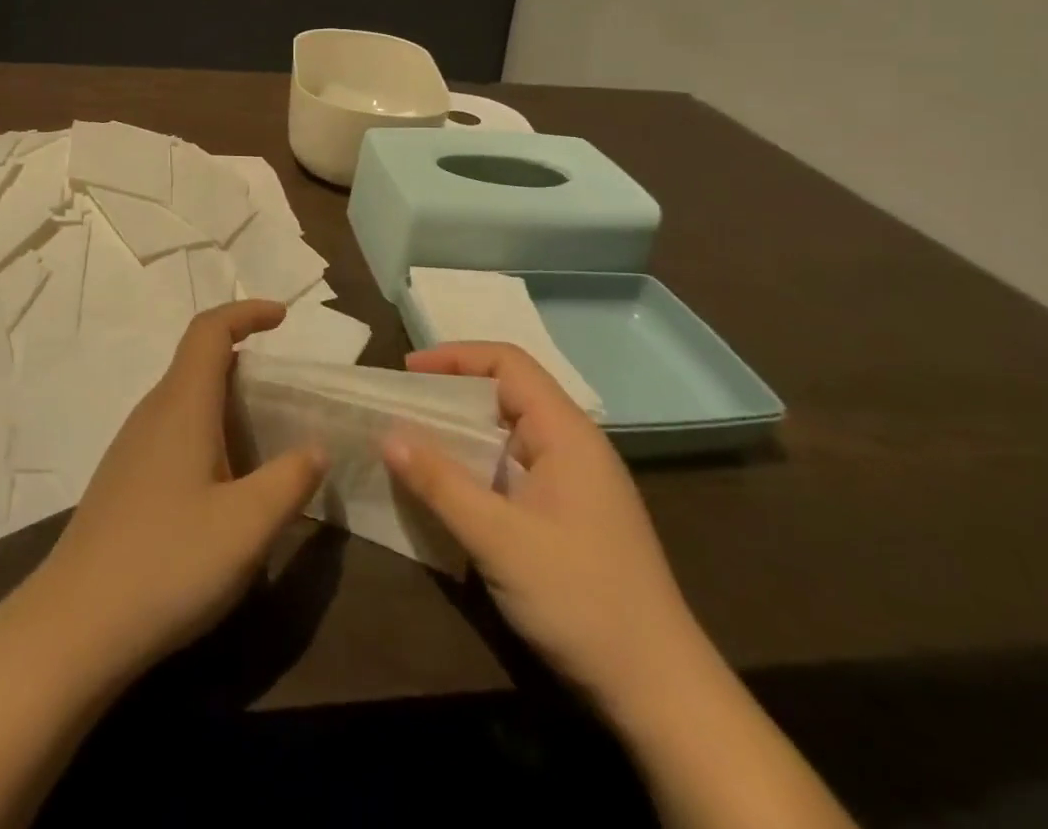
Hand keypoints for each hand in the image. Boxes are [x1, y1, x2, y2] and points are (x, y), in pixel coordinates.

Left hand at [33, 301, 327, 676]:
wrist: (73, 627)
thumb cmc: (167, 563)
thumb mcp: (247, 526)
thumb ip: (290, 480)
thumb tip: (316, 448)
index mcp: (182, 405)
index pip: (210, 331)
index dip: (246, 312)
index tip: (283, 317)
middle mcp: (153, 413)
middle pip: (198, 361)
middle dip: (245, 361)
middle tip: (287, 393)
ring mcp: (132, 447)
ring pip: (185, 399)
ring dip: (226, 402)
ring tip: (264, 439)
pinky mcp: (124, 480)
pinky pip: (173, 431)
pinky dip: (207, 433)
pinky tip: (223, 485)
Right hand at [383, 343, 704, 714]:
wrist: (660, 692)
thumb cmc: (580, 599)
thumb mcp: (499, 539)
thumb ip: (441, 484)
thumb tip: (387, 435)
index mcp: (566, 432)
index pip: (508, 363)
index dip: (456, 356)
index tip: (408, 372)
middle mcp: (573, 445)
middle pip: (507, 392)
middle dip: (452, 393)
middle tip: (402, 408)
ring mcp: (575, 482)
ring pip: (509, 433)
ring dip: (462, 433)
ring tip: (414, 444)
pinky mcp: (571, 514)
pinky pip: (515, 468)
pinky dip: (478, 466)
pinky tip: (450, 490)